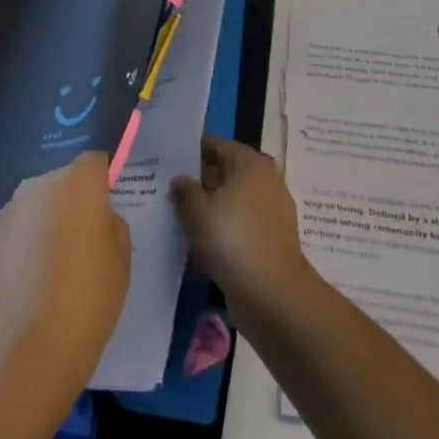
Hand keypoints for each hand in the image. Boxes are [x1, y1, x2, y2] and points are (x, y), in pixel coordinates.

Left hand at [0, 152, 129, 406]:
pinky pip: (17, 231)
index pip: (94, 163)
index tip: (107, 214)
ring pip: (38, 207)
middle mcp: (38, 185)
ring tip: (56, 272)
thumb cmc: (86, 300)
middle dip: (74, 204)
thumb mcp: (121, 260)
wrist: (21, 353)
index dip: (103, 184)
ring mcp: (8, 212)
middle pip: (63, 183)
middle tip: (86, 247)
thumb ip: (110, 225)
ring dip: (47, 225)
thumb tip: (93, 219)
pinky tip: (31, 286)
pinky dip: (26, 247)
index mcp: (77, 182)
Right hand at [169, 136, 313, 320]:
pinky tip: (198, 243)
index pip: (216, 145)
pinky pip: (239, 225)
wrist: (272, 293)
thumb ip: (185, 190)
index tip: (166, 162)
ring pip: (231, 201)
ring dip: (208, 208)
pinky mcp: (270, 239)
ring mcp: (271, 211)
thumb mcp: (197, 211)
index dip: (190, 152)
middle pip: (225, 173)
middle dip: (198, 181)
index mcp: (251, 163)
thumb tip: (180, 180)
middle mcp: (265, 180)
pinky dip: (221, 230)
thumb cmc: (232, 239)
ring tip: (177, 217)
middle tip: (167, 190)